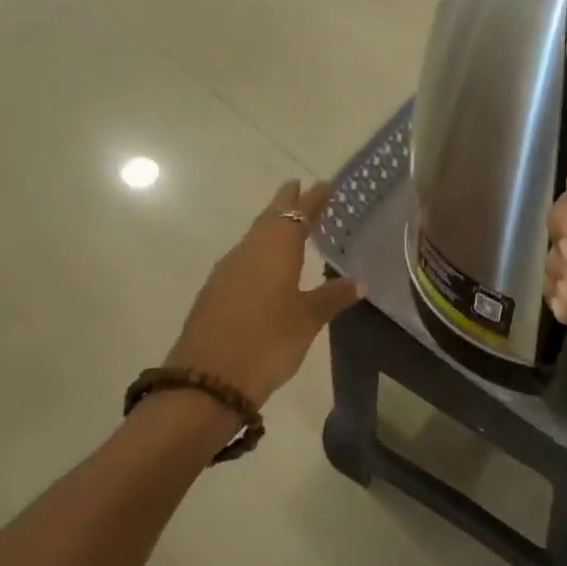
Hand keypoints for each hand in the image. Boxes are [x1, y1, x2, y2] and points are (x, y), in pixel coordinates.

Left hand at [164, 180, 362, 408]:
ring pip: (254, 238)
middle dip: (287, 204)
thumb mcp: (308, 320)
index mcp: (274, 250)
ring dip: (272, 227)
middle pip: (270, 220)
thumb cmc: (267, 342)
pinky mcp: (215, 292)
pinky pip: (243, 258)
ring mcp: (227, 272)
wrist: (208, 380)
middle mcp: (248, 252)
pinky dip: (260, 251)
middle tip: (302, 189)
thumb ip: (332, 296)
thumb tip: (359, 281)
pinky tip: (267, 264)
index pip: (298, 215)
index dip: (312, 200)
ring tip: (291, 225)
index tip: (324, 185)